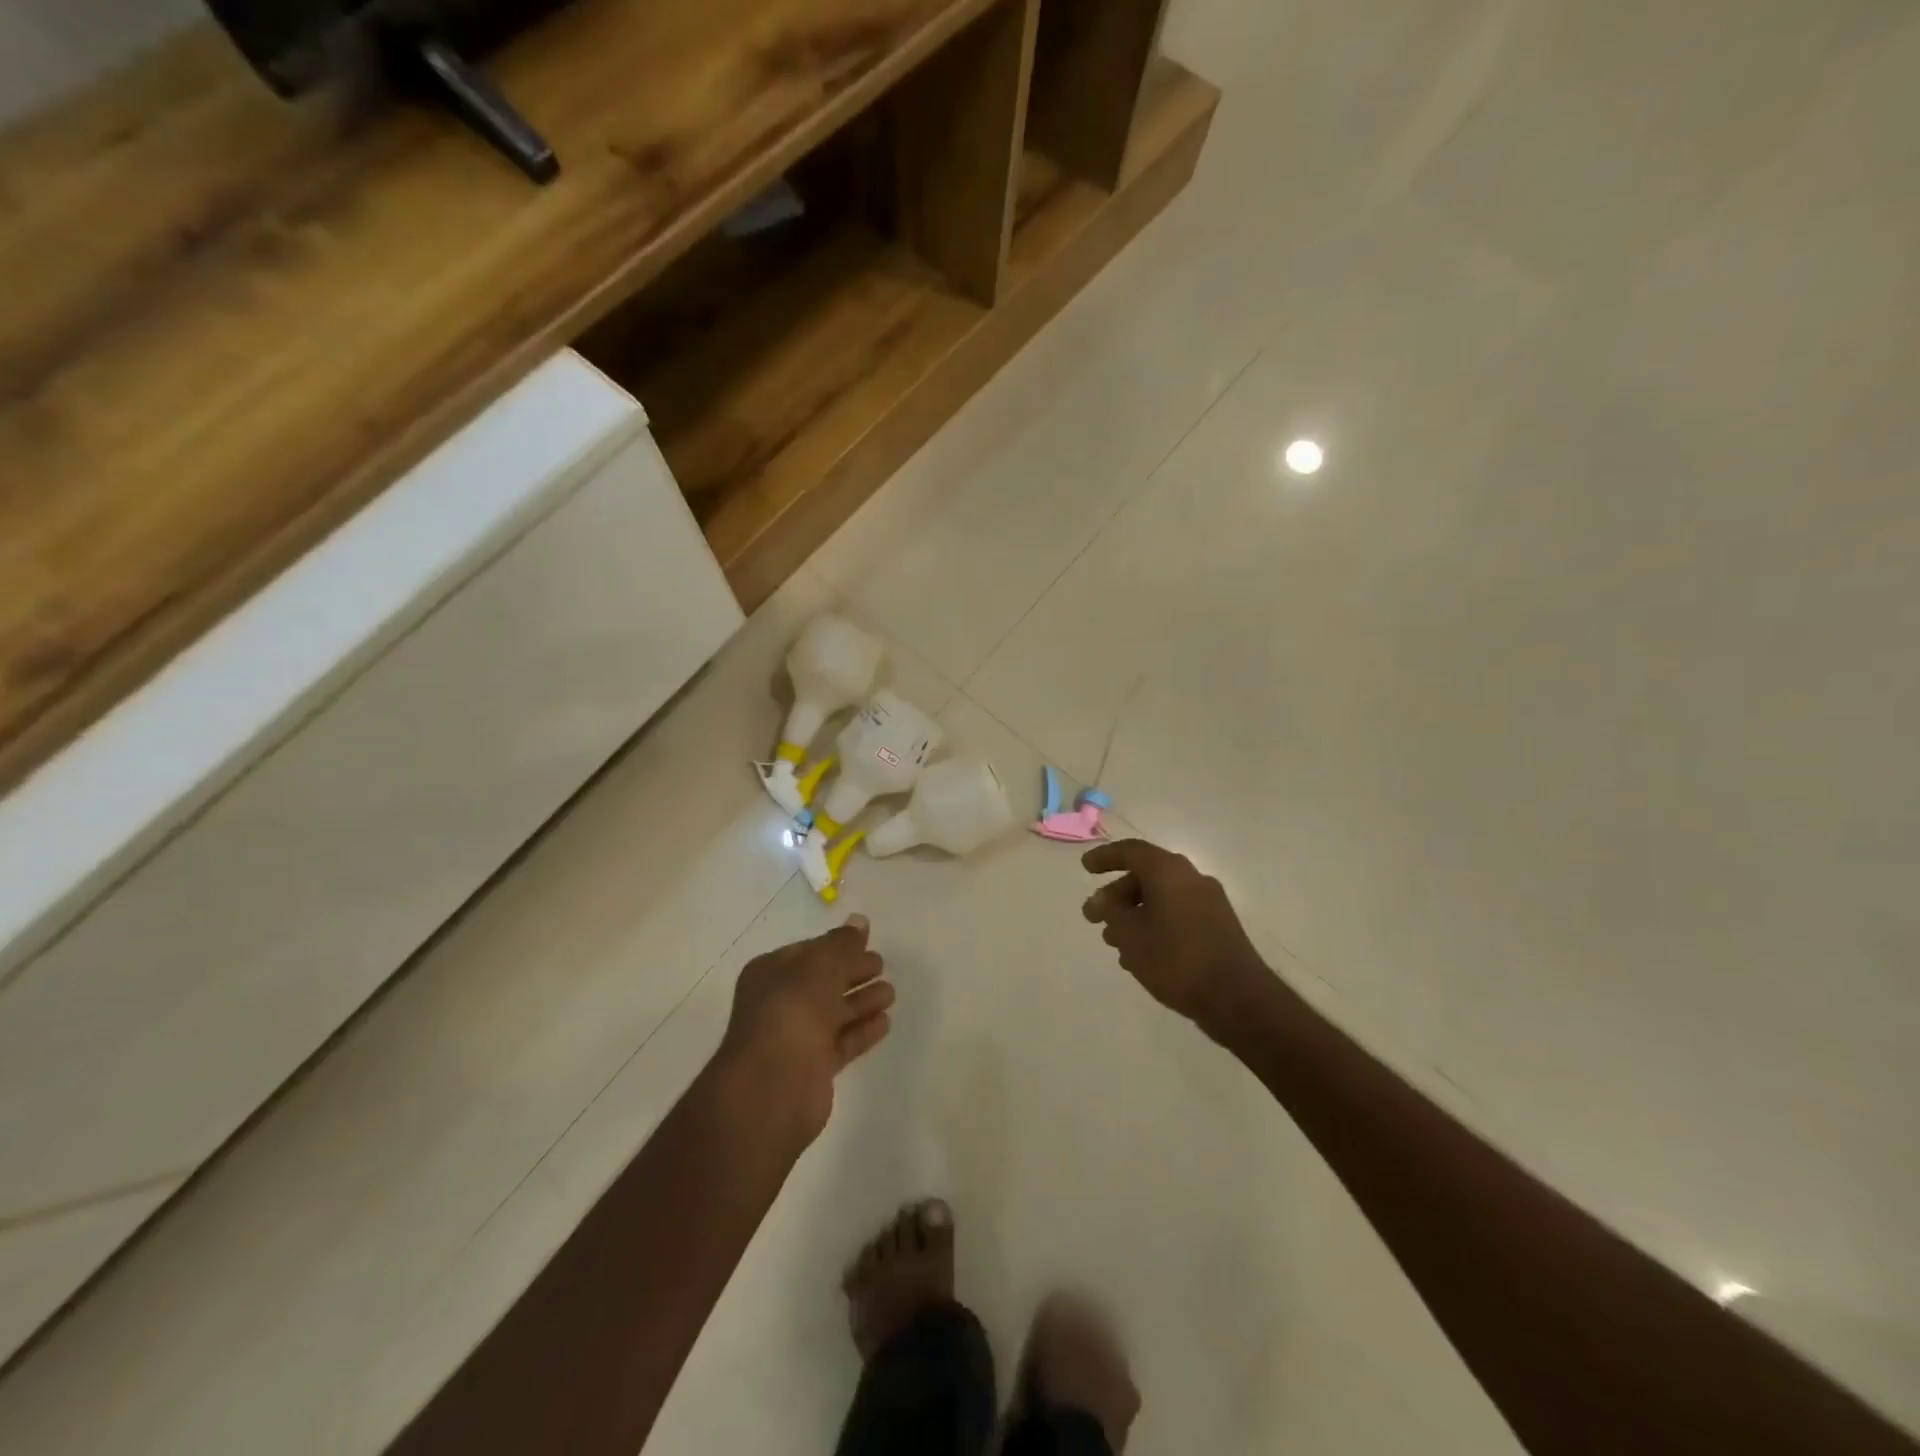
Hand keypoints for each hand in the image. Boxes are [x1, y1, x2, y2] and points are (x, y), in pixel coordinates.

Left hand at [720, 915, 893, 1141]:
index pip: (810, 952)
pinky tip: (885, 1022)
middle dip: (852, 972)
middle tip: (882, 966)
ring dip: (862, 1001)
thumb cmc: (792, 1012)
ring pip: (834, 1012)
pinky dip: (862, 1031)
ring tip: (891, 993)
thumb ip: (842, 943)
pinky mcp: (813, 1068)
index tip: (868, 942)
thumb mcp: (820, 965)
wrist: (772, 1087)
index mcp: (772, 973)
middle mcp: (780, 1003)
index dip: (838, 946)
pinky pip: (842, 1042)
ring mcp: (795, 1037)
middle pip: (823, 981)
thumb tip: (859, 920)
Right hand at [1082, 839, 1272, 1034]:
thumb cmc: (1175, 958)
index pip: (1131, 851)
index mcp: (1169, 871)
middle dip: (1116, 895)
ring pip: (1161, 898)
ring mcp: (1209, 903)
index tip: (1086, 869)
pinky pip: (1177, 915)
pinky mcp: (1218, 927)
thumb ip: (1110, 911)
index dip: (1105, 857)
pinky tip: (1140, 955)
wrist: (1236, 998)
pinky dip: (1154, 924)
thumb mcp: (1130, 934)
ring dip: (1134, 914)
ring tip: (1114, 942)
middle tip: (1095, 917)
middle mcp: (1191, 878)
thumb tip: (1101, 899)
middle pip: (1146, 876)